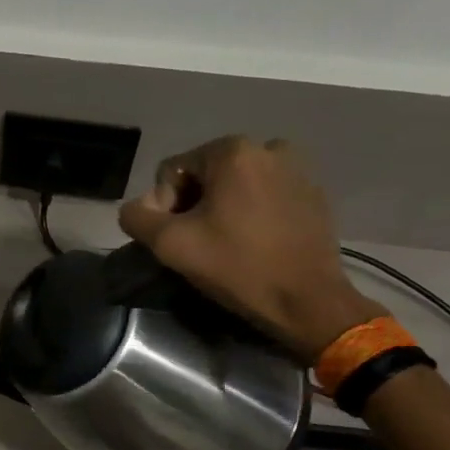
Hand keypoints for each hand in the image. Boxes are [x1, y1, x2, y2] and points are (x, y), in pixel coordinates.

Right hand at [118, 137, 380, 360]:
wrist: (307, 301)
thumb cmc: (237, 267)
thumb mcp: (170, 244)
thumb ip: (136, 217)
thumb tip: (137, 208)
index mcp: (233, 151)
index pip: (173, 171)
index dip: (164, 206)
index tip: (178, 239)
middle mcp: (268, 148)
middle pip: (206, 174)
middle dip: (194, 205)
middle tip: (198, 244)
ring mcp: (297, 169)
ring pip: (236, 185)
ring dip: (222, 209)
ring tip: (226, 244)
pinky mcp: (313, 194)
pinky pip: (265, 196)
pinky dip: (252, 214)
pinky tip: (253, 244)